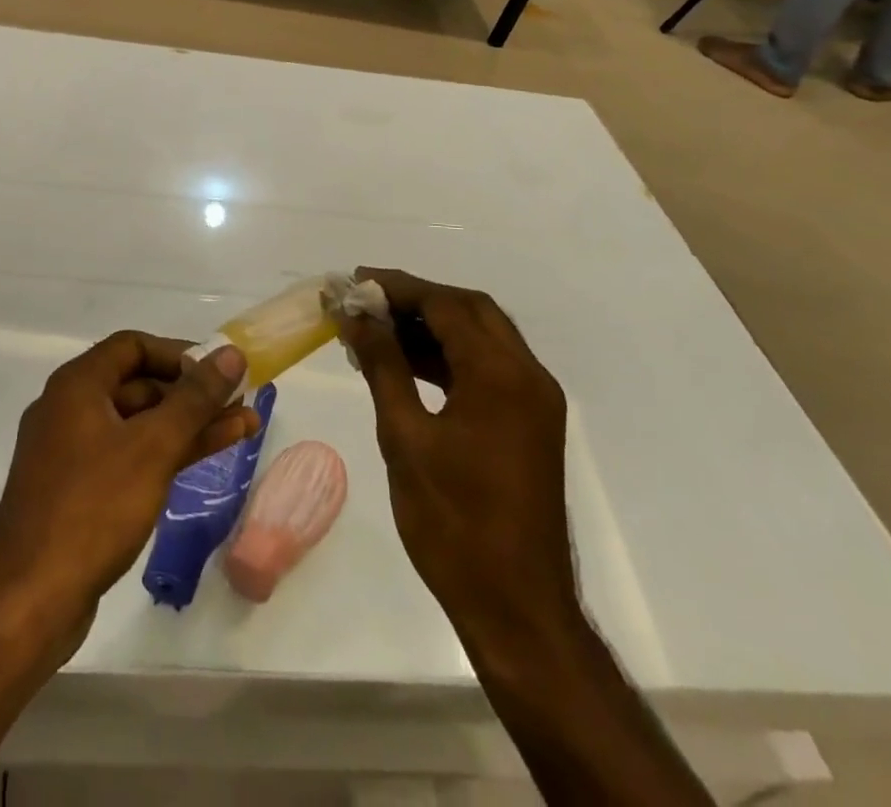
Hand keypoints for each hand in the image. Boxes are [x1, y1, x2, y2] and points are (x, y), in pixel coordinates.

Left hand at [0, 333, 257, 647]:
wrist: (28, 604)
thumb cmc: (92, 509)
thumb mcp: (153, 447)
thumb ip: (196, 398)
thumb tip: (232, 353)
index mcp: (77, 386)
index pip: (133, 347)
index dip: (179, 353)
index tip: (217, 370)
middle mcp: (69, 410)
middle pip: (138, 384)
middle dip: (192, 393)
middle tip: (240, 401)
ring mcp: (72, 453)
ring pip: (139, 424)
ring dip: (189, 424)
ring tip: (244, 427)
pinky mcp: (77, 492)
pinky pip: (129, 456)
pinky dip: (166, 453)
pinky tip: (204, 457)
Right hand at [344, 269, 578, 646]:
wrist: (518, 609)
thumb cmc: (453, 524)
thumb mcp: (405, 438)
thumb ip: (384, 367)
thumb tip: (357, 317)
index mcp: (500, 375)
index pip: (446, 305)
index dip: (398, 287)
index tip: (355, 282)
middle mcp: (527, 376)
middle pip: (470, 310)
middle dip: (417, 298)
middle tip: (367, 299)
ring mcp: (535, 400)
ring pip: (482, 336)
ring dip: (433, 325)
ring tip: (378, 328)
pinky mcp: (532, 423)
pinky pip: (488, 368)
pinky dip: (450, 356)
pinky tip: (407, 363)